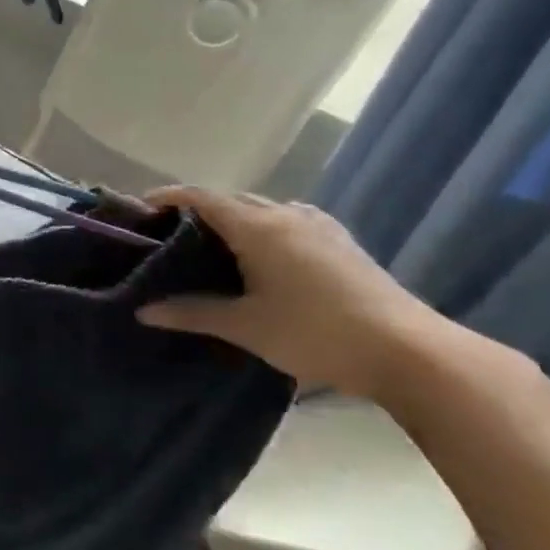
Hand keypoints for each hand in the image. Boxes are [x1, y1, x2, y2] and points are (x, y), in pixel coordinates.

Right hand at [135, 187, 452, 401]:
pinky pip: (287, 220)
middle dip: (197, 209)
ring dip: (232, 218)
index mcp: (258, 226)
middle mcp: (286, 214)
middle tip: (170, 233)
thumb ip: (192, 313)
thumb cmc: (315, 333)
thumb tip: (144, 310)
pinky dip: (262, 227)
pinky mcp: (340, 241)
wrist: (408, 351)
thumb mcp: (246, 326)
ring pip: (262, 208)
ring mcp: (318, 224)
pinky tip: (262, 256)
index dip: (168, 198)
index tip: (141, 208)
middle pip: (231, 199)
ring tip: (212, 244)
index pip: (201, 197)